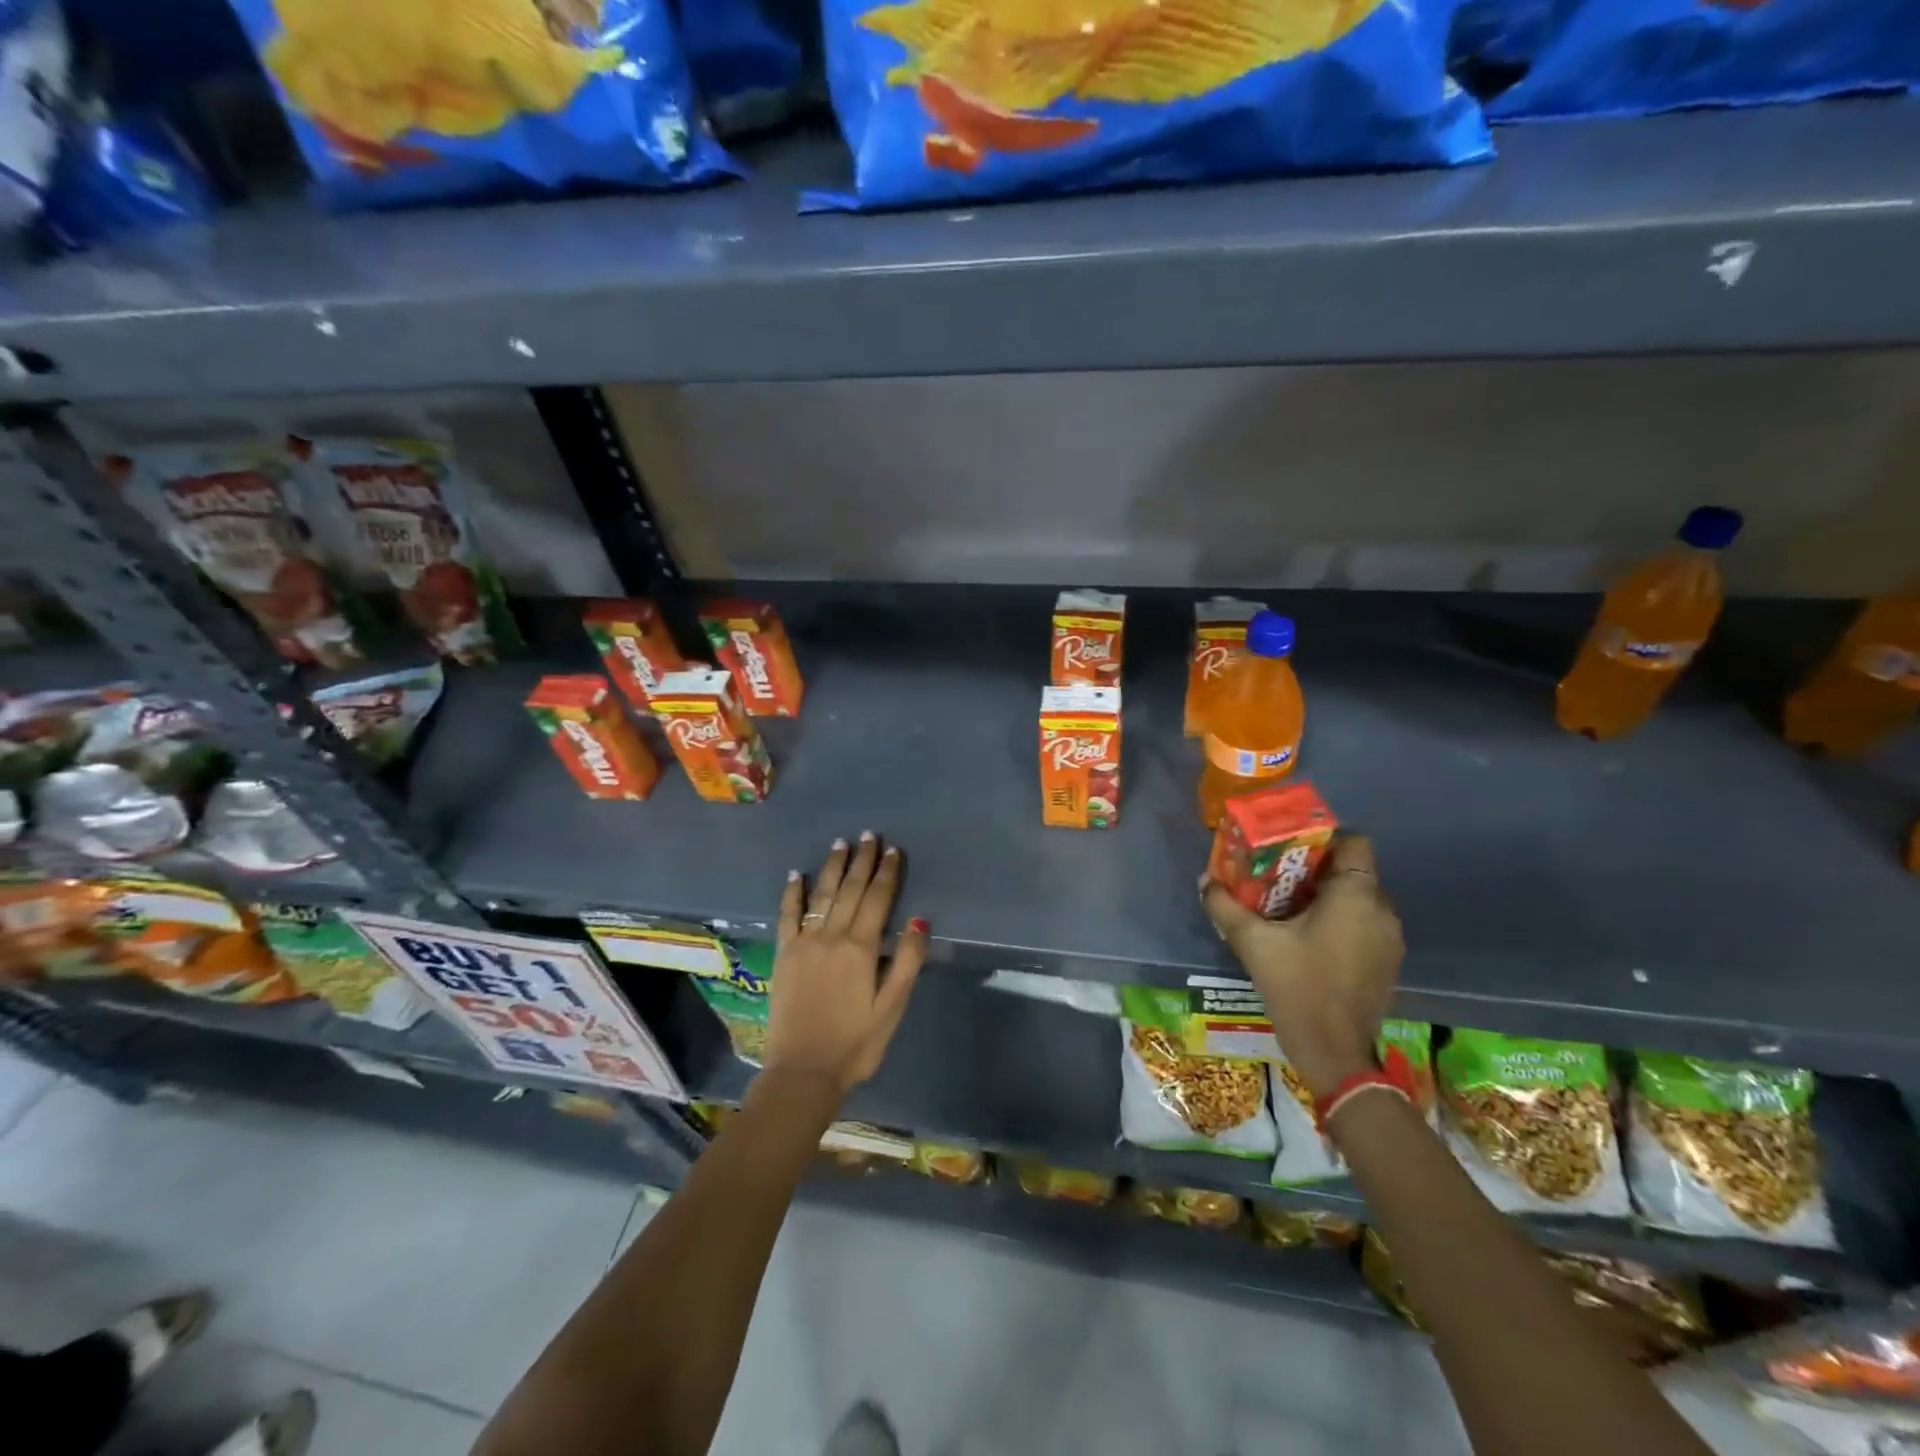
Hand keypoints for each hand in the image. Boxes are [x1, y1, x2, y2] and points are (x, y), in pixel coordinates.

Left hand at [765, 833, 926, 1096]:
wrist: (803, 1071)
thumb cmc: (856, 1043)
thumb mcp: (892, 1007)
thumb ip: (906, 962)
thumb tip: (918, 919)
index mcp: (861, 948)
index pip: (878, 899)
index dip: (887, 873)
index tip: (894, 850)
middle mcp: (832, 937)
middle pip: (850, 890)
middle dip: (862, 861)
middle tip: (869, 836)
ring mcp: (804, 943)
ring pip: (821, 895)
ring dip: (832, 867)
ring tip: (841, 844)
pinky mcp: (784, 955)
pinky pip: (787, 916)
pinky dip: (792, 893)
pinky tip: (795, 875)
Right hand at [1203, 835, 1403, 1100]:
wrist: (1334, 1052)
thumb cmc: (1297, 986)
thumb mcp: (1253, 942)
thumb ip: (1226, 906)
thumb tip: (1205, 881)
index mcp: (1355, 895)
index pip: (1355, 843)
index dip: (1324, 839)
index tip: (1290, 850)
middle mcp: (1381, 910)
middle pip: (1354, 871)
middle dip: (1317, 869)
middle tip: (1278, 877)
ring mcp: (1390, 939)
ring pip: (1359, 900)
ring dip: (1329, 898)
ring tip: (1290, 908)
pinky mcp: (1388, 963)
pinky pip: (1365, 925)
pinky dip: (1341, 922)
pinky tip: (1309, 939)